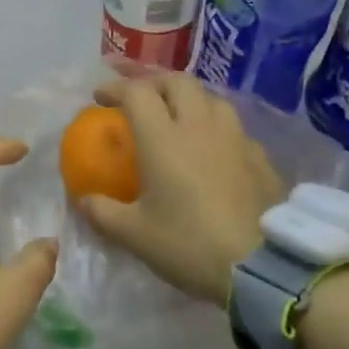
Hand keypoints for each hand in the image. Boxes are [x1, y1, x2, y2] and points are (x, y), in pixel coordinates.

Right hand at [77, 74, 283, 303]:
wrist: (264, 266)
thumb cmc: (190, 244)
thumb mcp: (135, 235)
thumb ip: (103, 213)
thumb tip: (84, 200)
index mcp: (163, 138)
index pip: (137, 92)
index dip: (116, 88)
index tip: (100, 98)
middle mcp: (199, 126)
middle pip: (177, 82)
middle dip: (153, 82)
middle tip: (140, 97)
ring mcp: (235, 138)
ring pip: (211, 98)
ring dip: (189, 98)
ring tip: (178, 115)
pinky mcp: (261, 157)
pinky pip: (234, 127)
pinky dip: (216, 126)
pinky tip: (215, 148)